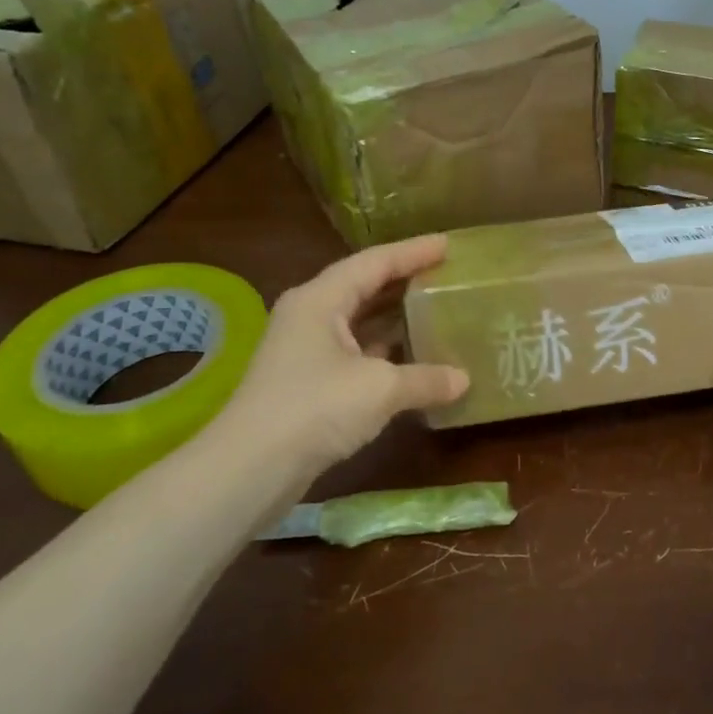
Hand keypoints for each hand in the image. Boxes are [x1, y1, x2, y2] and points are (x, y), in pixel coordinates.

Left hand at [208, 234, 468, 487]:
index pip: (375, 262)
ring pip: (360, 321)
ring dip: (395, 316)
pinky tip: (414, 358)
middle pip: (364, 286)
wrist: (248, 469)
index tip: (449, 243)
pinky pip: (356, 352)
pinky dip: (386, 351)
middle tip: (446, 273)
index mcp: (321, 299)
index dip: (414, 251)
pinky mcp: (308, 382)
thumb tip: (464, 380)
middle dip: (405, 279)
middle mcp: (311, 316)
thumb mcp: (380, 388)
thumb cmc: (314, 408)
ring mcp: (306, 350)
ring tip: (437, 309)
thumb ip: (426, 378)